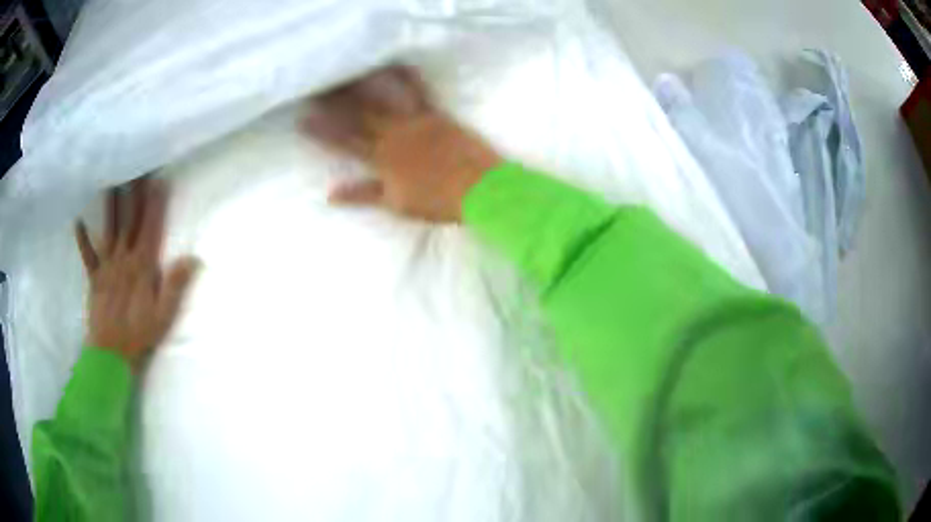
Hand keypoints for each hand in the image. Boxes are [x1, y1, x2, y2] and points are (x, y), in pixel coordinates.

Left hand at [75, 178, 199, 370]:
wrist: (110, 354)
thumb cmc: (139, 335)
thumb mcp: (164, 315)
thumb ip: (176, 285)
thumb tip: (193, 258)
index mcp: (142, 267)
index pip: (151, 228)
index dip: (155, 204)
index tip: (159, 179)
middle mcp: (123, 259)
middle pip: (130, 221)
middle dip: (135, 193)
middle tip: (136, 167)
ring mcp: (106, 266)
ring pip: (109, 229)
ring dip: (110, 205)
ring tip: (111, 180)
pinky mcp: (94, 278)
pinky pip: (87, 255)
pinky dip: (82, 239)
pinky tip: (78, 222)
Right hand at [303, 66, 501, 222]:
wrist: (479, 189)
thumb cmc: (437, 201)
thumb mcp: (395, 203)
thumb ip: (363, 194)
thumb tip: (329, 193)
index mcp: (382, 157)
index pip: (345, 141)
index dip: (322, 130)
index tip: (302, 119)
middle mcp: (394, 134)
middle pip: (358, 114)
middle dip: (334, 101)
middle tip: (316, 86)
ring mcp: (415, 121)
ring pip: (382, 100)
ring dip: (362, 85)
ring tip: (345, 73)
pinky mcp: (436, 114)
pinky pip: (419, 92)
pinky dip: (408, 78)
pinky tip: (397, 64)